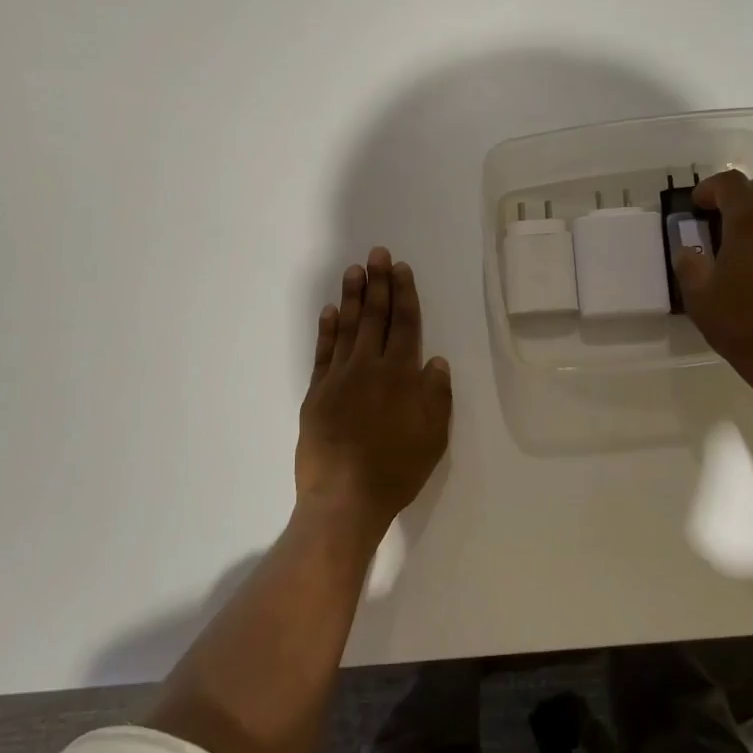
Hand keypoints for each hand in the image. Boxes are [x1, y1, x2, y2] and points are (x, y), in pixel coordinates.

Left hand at [295, 248, 452, 536]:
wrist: (345, 498)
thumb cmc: (397, 470)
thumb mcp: (434, 436)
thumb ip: (436, 395)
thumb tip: (434, 360)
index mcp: (401, 375)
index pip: (405, 324)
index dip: (405, 294)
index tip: (401, 269)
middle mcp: (370, 367)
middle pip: (376, 317)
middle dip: (378, 283)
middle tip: (377, 254)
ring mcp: (339, 378)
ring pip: (347, 328)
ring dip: (352, 297)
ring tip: (354, 270)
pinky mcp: (316, 393)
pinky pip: (323, 353)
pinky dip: (327, 330)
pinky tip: (329, 311)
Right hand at [671, 171, 752, 421]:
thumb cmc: (743, 324)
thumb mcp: (699, 297)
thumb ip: (689, 265)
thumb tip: (688, 251)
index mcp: (752, 221)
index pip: (731, 183)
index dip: (709, 189)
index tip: (695, 207)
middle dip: (737, 197)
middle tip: (716, 220)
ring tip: (736, 244)